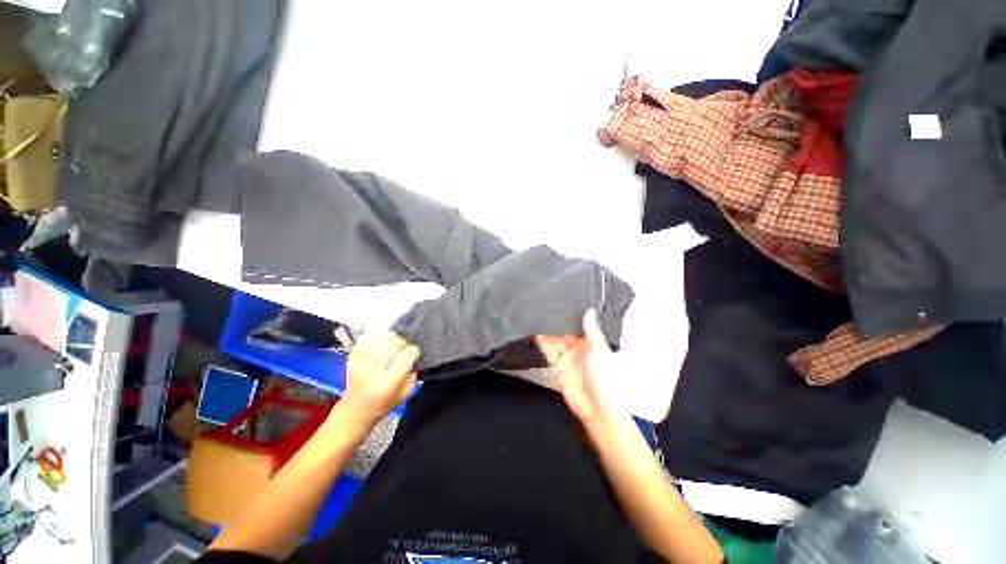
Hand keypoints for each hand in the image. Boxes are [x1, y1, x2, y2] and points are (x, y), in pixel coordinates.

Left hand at [341, 331, 419, 424]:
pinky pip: (367, 337)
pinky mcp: (352, 356)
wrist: (355, 410)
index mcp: (387, 384)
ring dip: (391, 339)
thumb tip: (414, 355)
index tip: (414, 354)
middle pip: (392, 344)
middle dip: (403, 344)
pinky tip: (382, 342)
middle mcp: (371, 372)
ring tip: (393, 346)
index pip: (405, 358)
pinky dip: (378, 336)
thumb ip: (413, 373)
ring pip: (380, 338)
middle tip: (404, 350)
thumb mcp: (405, 393)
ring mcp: (359, 362)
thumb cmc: (383, 403)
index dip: (413, 352)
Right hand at [535, 310, 624, 425]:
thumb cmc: (605, 379)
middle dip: (556, 318)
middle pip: (564, 329)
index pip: (579, 323)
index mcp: (592, 341)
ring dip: (546, 328)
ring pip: (554, 337)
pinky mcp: (556, 364)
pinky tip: (533, 330)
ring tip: (536, 312)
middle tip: (544, 301)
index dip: (571, 312)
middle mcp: (578, 346)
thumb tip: (589, 310)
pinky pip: (547, 350)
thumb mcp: (599, 351)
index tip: (562, 298)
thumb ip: (591, 331)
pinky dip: (541, 341)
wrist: (597, 410)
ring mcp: (566, 355)